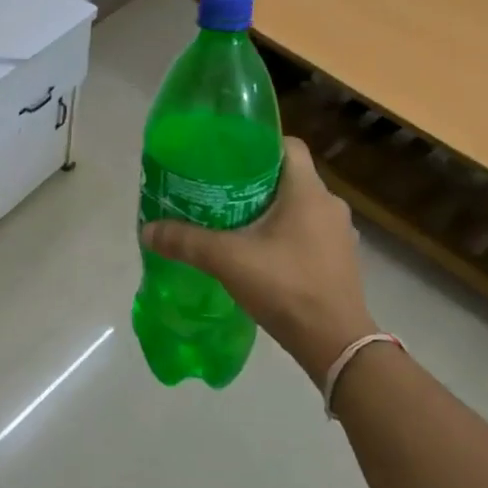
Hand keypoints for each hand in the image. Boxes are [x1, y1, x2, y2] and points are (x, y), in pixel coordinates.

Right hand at [141, 136, 374, 384]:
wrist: (335, 344)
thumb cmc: (286, 287)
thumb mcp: (227, 260)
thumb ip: (186, 242)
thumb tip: (147, 230)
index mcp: (308, 191)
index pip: (288, 145)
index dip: (258, 143)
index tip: (228, 155)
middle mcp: (330, 204)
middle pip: (289, 176)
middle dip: (256, 180)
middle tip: (220, 189)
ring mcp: (339, 233)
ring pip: (299, 205)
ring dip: (271, 209)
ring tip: (235, 220)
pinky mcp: (340, 259)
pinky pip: (309, 231)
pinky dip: (285, 233)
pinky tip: (260, 252)